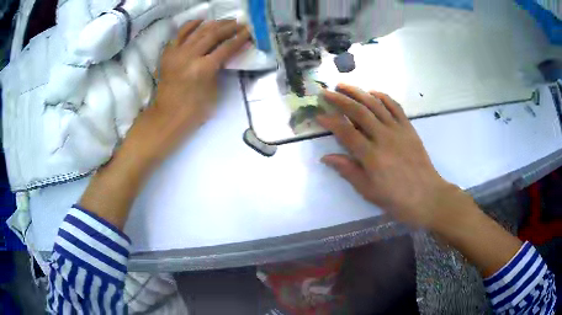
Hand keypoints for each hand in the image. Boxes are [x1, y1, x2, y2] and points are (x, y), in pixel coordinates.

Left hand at [123, 19, 250, 167]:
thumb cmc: (194, 111)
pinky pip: (180, 34)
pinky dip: (190, 25)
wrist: (167, 117)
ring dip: (213, 24)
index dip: (239, 39)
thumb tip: (227, 56)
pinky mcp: (168, 54)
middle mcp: (189, 56)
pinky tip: (201, 21)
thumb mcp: (214, 91)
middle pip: (213, 35)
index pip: (226, 48)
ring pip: (198, 31)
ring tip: (225, 21)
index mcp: (203, 69)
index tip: (248, 31)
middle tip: (240, 23)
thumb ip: (219, 70)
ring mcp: (177, 53)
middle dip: (229, 27)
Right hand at [317, 84, 460, 228]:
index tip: (318, 114)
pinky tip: (373, 92)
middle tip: (326, 91)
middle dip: (340, 99)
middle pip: (359, 112)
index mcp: (371, 156)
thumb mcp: (368, 191)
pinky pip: (395, 107)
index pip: (346, 132)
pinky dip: (383, 97)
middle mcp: (383, 137)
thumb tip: (325, 157)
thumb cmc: (396, 199)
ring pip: (376, 105)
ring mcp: (398, 130)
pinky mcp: (409, 128)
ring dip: (358, 92)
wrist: (427, 196)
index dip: (330, 121)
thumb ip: (348, 171)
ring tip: (343, 85)